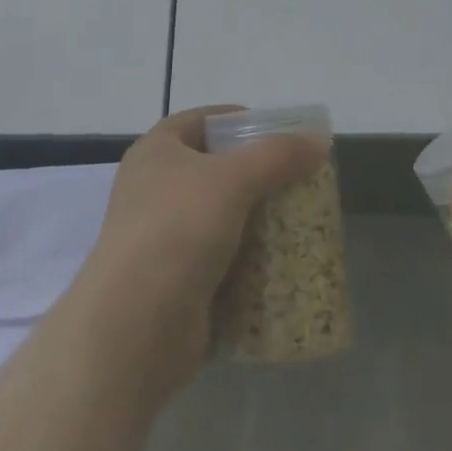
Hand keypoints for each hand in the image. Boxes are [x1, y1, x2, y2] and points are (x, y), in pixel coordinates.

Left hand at [68, 106, 325, 400]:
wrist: (132, 330)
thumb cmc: (177, 230)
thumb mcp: (233, 179)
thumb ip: (277, 156)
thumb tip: (319, 141)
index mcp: (157, 151)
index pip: (203, 120)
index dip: (240, 121)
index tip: (281, 134)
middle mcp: (154, 189)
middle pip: (215, 169)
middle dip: (257, 175)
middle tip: (298, 180)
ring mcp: (162, 239)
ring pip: (220, 218)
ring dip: (256, 221)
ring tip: (299, 222)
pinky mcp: (174, 284)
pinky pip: (220, 262)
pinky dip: (247, 263)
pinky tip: (280, 266)